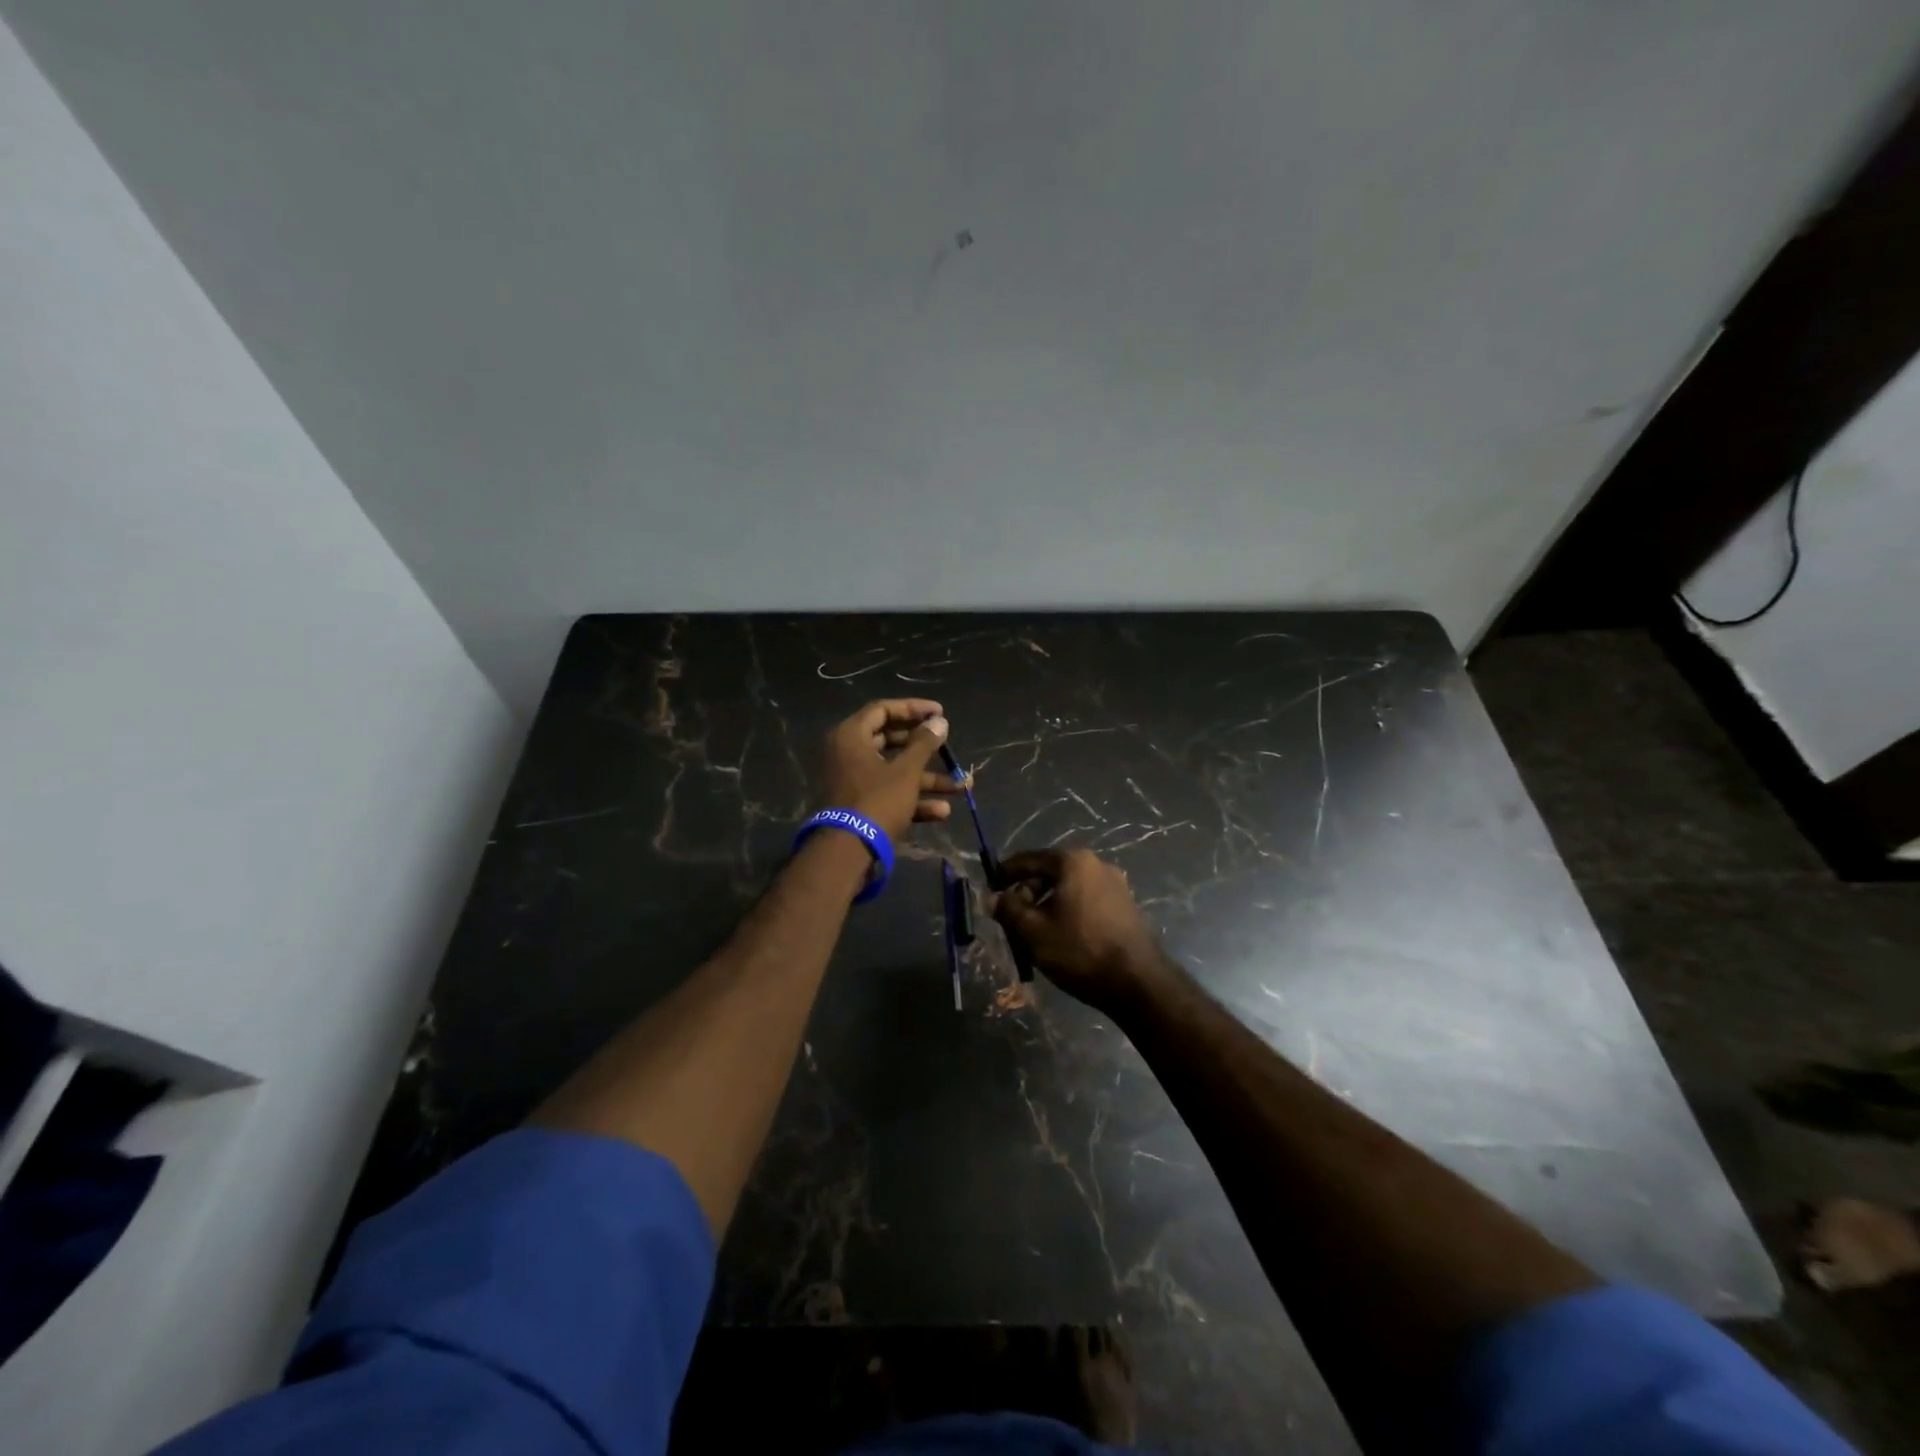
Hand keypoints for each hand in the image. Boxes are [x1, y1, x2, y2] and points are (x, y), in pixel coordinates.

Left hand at [819, 699, 961, 841]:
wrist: (849, 853)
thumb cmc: (877, 801)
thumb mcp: (906, 771)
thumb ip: (924, 743)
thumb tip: (940, 721)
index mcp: (851, 736)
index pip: (882, 709)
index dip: (913, 708)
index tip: (940, 713)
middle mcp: (848, 754)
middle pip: (890, 741)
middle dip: (925, 748)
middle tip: (947, 745)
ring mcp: (853, 781)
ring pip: (894, 771)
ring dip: (927, 779)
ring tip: (961, 786)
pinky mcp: (860, 805)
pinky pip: (889, 793)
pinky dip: (913, 800)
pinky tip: (942, 812)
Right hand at [991, 848, 1173, 1012]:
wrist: (1138, 982)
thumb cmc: (1079, 950)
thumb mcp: (1033, 931)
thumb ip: (1008, 909)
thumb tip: (991, 897)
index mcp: (1072, 861)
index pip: (1027, 859)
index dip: (1003, 875)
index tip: (988, 892)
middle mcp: (1096, 864)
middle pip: (1048, 873)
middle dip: (1026, 894)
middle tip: (1010, 920)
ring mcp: (1115, 884)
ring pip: (1067, 889)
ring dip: (1046, 906)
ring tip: (1033, 934)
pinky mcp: (1125, 905)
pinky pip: (1085, 901)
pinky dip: (1067, 912)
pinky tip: (1060, 938)